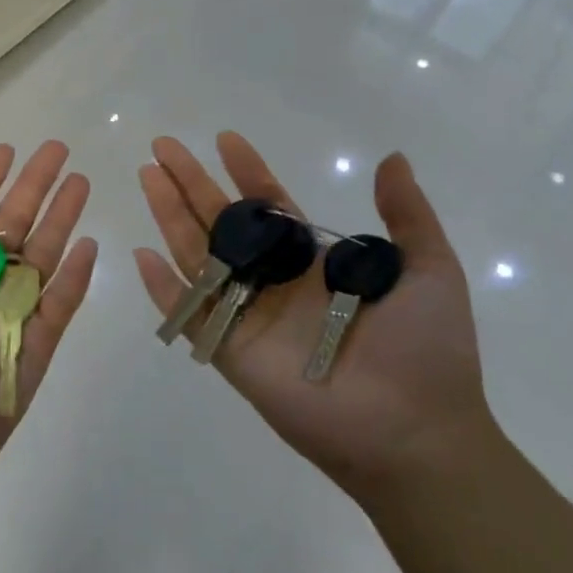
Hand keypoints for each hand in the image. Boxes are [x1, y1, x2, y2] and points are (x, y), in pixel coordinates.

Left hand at [0, 141, 98, 511]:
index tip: (5, 150)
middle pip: (11, 227)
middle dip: (34, 187)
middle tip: (58, 150)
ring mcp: (4, 321)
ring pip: (39, 259)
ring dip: (60, 220)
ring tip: (80, 183)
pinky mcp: (29, 354)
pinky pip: (56, 309)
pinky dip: (74, 279)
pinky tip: (89, 246)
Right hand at [134, 133, 490, 500]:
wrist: (417, 433)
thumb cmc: (426, 350)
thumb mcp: (431, 270)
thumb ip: (408, 215)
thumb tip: (392, 158)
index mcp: (313, 262)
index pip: (268, 206)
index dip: (246, 171)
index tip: (225, 139)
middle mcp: (274, 282)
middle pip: (220, 221)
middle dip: (191, 182)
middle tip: (163, 145)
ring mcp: (248, 316)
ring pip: (197, 255)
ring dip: (169, 215)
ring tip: (147, 176)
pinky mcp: (231, 352)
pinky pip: (189, 315)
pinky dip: (163, 289)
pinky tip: (141, 254)